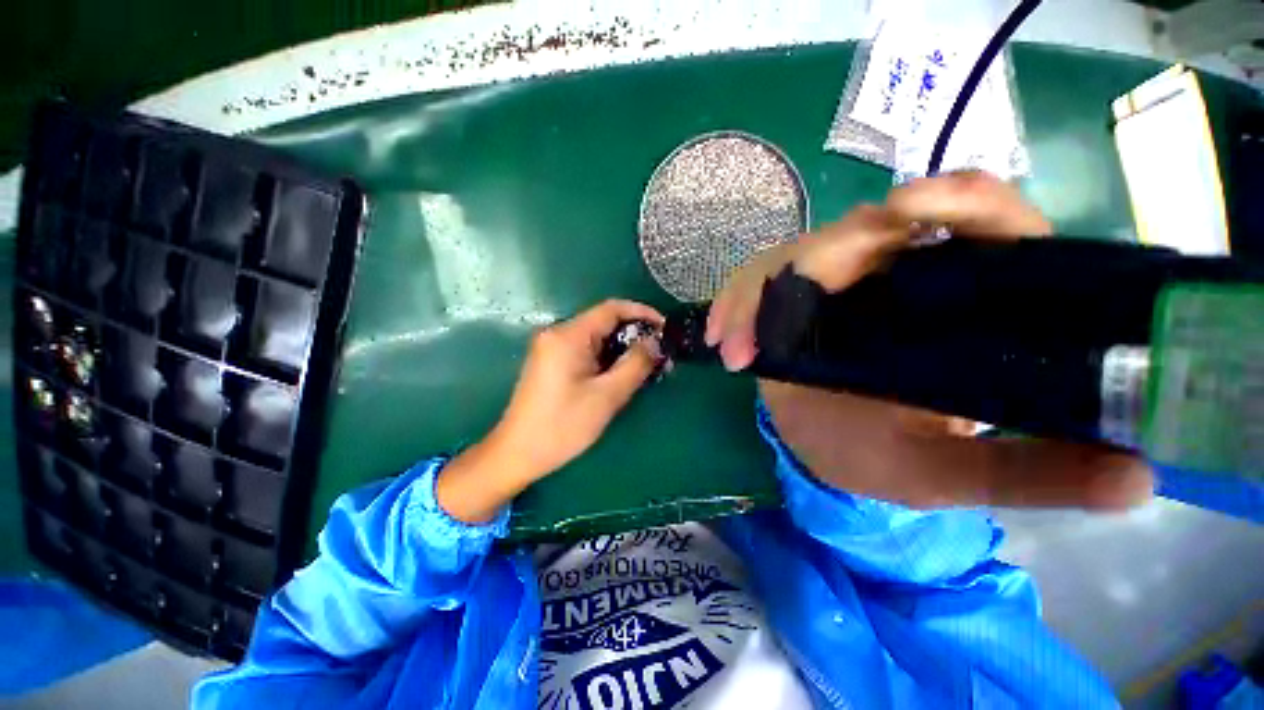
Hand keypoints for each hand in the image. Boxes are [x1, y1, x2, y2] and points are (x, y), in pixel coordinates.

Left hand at [436, 300, 663, 521]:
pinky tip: (619, 373)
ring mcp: (551, 347)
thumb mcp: (606, 396)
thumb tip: (656, 342)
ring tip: (644, 366)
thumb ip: (635, 364)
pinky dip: (605, 357)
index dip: (642, 313)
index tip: (665, 328)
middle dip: (633, 334)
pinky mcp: (550, 361)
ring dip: (621, 347)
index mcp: (568, 336)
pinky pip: (584, 349)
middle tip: (658, 353)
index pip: (611, 308)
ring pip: (595, 337)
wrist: (517, 453)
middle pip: (603, 322)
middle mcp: (557, 333)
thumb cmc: (562, 425)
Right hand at [710, 171, 1153, 509]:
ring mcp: (834, 281)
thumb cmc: (883, 456)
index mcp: (958, 300)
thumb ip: (1025, 474)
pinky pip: (756, 280)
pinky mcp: (788, 293)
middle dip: (812, 262)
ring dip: (757, 294)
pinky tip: (720, 336)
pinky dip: (734, 304)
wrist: (819, 445)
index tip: (905, 208)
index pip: (980, 220)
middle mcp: (897, 275)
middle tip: (773, 321)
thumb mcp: (949, 473)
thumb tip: (1138, 477)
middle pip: (862, 229)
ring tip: (736, 348)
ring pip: (795, 254)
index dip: (953, 198)